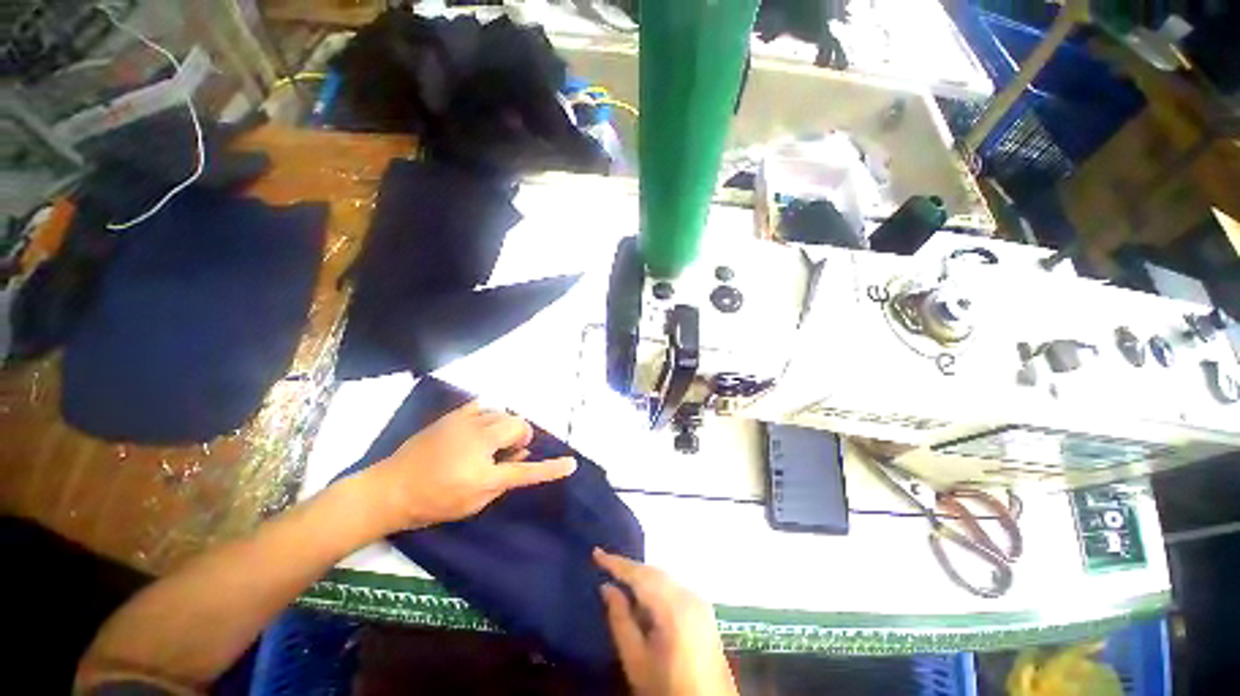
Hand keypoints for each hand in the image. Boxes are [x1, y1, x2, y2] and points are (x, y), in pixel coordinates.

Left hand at [362, 401, 575, 531]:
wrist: (390, 488)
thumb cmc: (433, 503)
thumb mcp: (472, 503)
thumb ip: (502, 480)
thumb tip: (521, 456)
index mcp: (482, 474)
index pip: (526, 470)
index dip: (551, 468)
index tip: (571, 463)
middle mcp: (477, 443)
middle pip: (518, 426)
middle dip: (522, 436)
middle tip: (510, 450)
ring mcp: (464, 425)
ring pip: (503, 414)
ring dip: (505, 427)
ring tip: (491, 441)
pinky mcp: (452, 417)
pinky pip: (483, 406)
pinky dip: (489, 415)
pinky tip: (480, 427)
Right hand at [594, 549, 736, 695]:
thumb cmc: (667, 688)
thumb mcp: (636, 660)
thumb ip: (620, 620)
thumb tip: (606, 588)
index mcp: (674, 606)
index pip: (640, 575)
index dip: (617, 563)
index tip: (596, 553)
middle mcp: (690, 595)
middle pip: (655, 573)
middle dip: (630, 569)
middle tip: (605, 564)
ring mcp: (700, 602)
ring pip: (665, 578)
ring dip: (643, 577)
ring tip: (620, 578)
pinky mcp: (703, 611)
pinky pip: (674, 588)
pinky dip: (656, 587)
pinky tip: (643, 596)